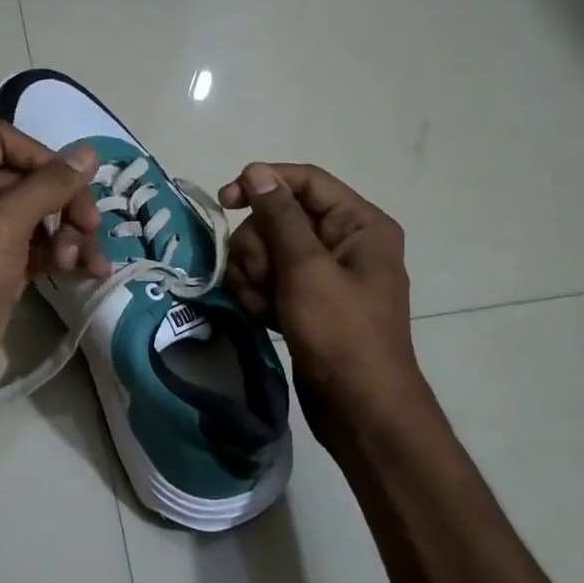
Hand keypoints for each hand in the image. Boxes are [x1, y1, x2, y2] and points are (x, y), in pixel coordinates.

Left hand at [0, 121, 107, 424]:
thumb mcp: (2, 227)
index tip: (69, 184)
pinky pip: (43, 249)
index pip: (2, 140)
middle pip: (30, 180)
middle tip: (91, 229)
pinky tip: (87, 273)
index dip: (40, 155)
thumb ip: (47, 186)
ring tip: (85, 262)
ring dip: (72, 233)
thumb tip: (89, 153)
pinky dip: (67, 256)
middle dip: (66, 202)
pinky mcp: (5, 272)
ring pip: (43, 217)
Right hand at [219, 163, 420, 454]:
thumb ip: (280, 217)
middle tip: (262, 278)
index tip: (224, 201)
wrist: (359, 410)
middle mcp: (343, 242)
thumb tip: (257, 172)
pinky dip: (259, 296)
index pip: (305, 181)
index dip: (263, 184)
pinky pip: (269, 280)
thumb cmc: (341, 334)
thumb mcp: (308, 270)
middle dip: (259, 247)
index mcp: (359, 224)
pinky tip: (262, 317)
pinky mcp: (305, 302)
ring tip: (264, 305)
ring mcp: (322, 274)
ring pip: (267, 250)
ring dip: (254, 275)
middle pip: (279, 218)